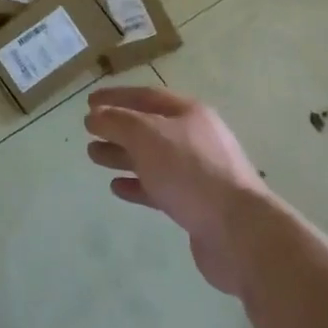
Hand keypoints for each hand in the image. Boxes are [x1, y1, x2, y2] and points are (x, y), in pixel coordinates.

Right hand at [85, 88, 272, 294]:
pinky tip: (117, 187)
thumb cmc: (190, 171)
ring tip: (94, 156)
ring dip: (122, 155)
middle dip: (117, 128)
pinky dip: (137, 185)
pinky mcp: (196, 204)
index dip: (116, 96)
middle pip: (149, 127)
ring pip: (152, 158)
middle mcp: (195, 138)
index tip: (89, 101)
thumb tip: (95, 115)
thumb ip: (117, 122)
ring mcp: (198, 172)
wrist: (238, 231)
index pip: (146, 96)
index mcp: (189, 113)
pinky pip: (160, 188)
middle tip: (89, 131)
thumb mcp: (147, 136)